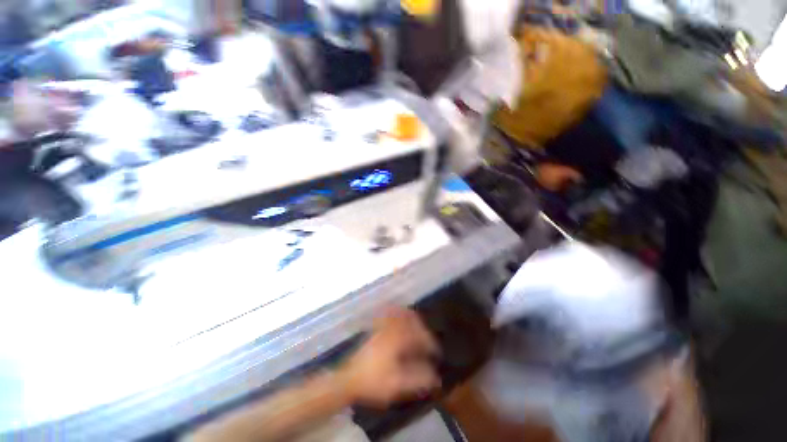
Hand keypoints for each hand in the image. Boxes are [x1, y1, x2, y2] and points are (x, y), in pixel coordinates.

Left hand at [338, 308, 440, 407]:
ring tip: (418, 329)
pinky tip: (401, 320)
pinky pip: (389, 314)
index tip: (436, 353)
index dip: (430, 344)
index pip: (419, 335)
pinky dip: (398, 314)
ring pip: (401, 314)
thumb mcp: (398, 384)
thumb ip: (419, 379)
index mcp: (397, 339)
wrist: (349, 379)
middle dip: (422, 329)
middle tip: (427, 342)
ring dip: (412, 319)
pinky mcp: (376, 329)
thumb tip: (436, 377)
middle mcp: (391, 328)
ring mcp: (382, 326)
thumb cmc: (374, 381)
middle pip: (411, 319)